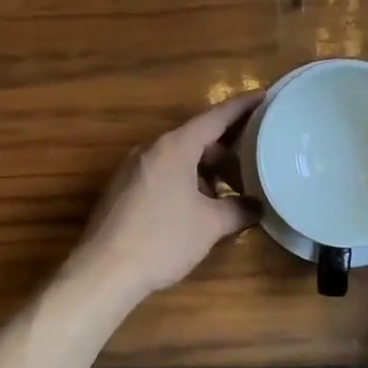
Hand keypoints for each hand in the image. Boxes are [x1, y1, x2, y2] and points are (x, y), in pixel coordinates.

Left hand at [68, 91, 263, 306]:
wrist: (103, 272)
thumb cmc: (161, 240)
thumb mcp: (210, 225)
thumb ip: (239, 209)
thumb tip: (257, 206)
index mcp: (175, 146)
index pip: (216, 116)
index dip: (243, 106)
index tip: (265, 95)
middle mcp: (152, 148)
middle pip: (197, 138)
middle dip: (228, 150)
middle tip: (255, 162)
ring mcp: (133, 167)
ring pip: (180, 157)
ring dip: (206, 170)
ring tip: (230, 193)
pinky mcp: (123, 188)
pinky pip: (163, 172)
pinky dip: (186, 180)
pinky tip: (199, 207)